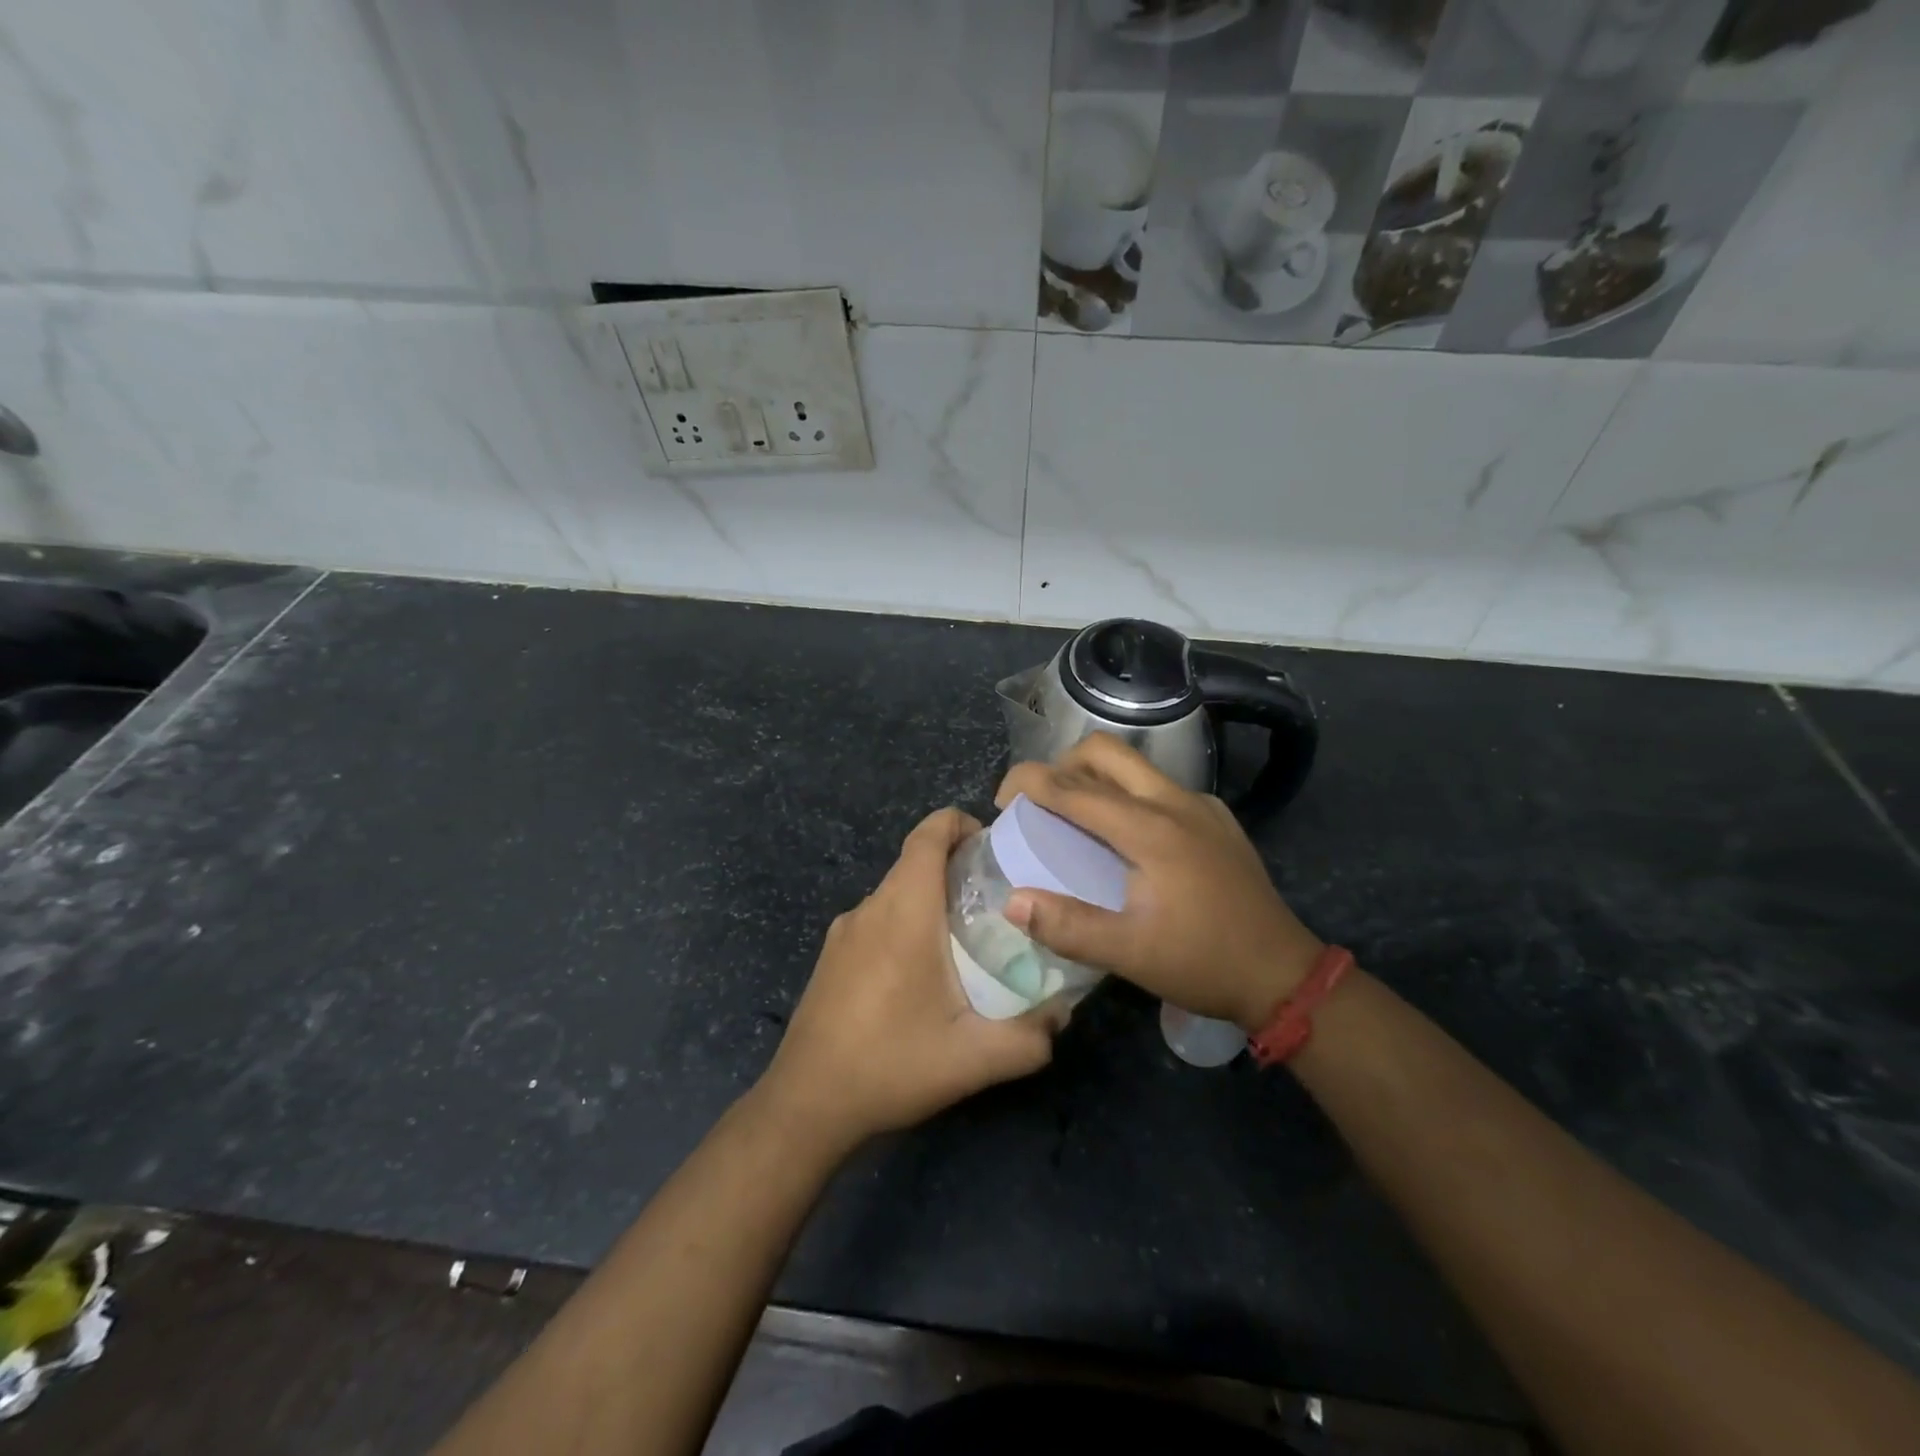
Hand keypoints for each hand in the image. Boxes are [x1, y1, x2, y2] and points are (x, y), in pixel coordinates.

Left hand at [757, 808, 1059, 1149]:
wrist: (806, 1104)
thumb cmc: (892, 1065)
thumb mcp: (974, 1059)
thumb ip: (1030, 1037)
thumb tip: (1062, 1014)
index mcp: (904, 911)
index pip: (928, 834)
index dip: (960, 823)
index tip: (994, 845)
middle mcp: (870, 908)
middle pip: (915, 861)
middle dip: (957, 866)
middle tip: (998, 900)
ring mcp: (844, 931)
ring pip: (896, 892)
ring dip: (931, 899)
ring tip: (967, 940)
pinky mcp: (830, 956)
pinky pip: (877, 919)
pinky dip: (906, 923)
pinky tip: (922, 974)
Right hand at [996, 734, 1322, 1031]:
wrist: (1282, 973)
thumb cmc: (1202, 963)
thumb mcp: (1129, 954)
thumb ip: (1067, 925)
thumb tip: (1012, 900)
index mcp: (1150, 829)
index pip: (1075, 788)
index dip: (1030, 782)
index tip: (1002, 800)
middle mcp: (1174, 802)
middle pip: (1105, 752)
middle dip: (1062, 765)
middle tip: (1040, 802)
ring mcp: (1200, 806)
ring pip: (1134, 765)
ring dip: (1094, 777)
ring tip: (1074, 816)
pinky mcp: (1216, 818)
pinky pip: (1159, 786)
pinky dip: (1126, 793)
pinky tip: (1125, 837)